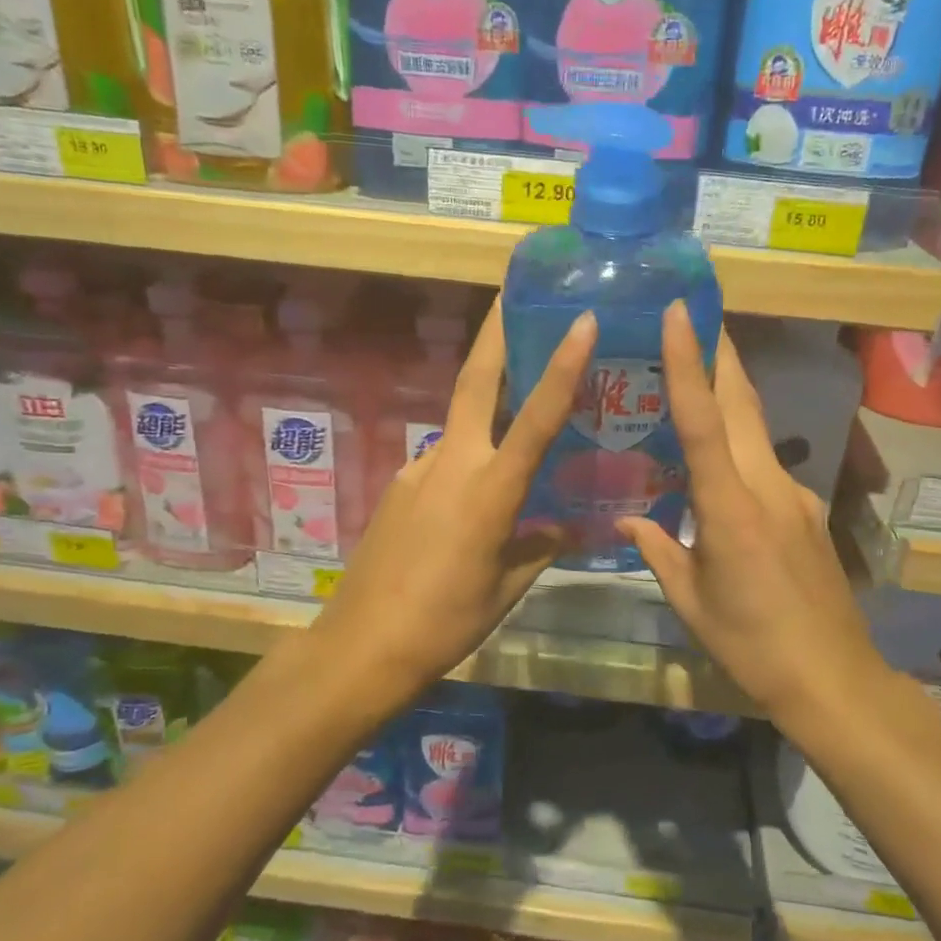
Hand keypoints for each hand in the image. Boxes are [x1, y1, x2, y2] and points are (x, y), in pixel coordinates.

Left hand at [309, 303, 596, 701]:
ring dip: (485, 411)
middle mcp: (452, 464)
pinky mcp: (398, 486)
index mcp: (491, 490)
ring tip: (514, 425)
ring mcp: (418, 471)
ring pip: (460, 426)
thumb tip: (562, 529)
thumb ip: (537, 549)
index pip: (537, 417)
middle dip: (494, 334)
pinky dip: (465, 462)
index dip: (562, 366)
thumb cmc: (446, 622)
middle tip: (510, 295)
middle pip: (474, 383)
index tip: (579, 321)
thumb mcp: (505, 589)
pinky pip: (442, 462)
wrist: (361, 645)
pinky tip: (469, 501)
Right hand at [618, 303, 884, 718]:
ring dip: (731, 393)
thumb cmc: (750, 644)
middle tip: (697, 313)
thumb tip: (625, 522)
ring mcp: (795, 495)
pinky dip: (742, 446)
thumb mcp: (691, 601)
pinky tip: (723, 466)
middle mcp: (767, 486)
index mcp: (729, 507)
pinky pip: (767, 464)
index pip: (703, 420)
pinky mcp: (808, 511)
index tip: (680, 312)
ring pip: (758, 429)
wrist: (833, 678)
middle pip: (743, 403)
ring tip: (699, 372)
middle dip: (721, 353)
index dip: (688, 363)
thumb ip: (657, 551)